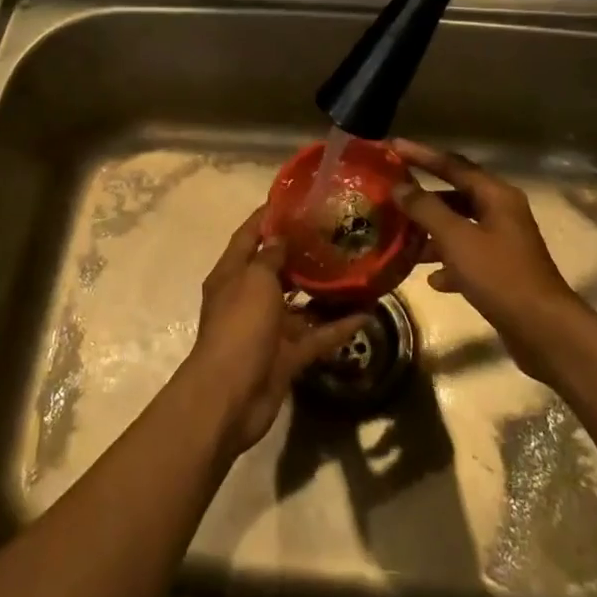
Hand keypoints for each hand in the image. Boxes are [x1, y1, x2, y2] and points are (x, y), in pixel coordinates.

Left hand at [181, 207, 368, 456]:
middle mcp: (247, 298)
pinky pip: (315, 336)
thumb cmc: (239, 327)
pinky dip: (337, 327)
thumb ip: (270, 257)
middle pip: (275, 269)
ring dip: (323, 291)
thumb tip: (280, 237)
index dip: (266, 216)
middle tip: (335, 234)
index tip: (293, 199)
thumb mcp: (254, 280)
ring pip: (299, 305)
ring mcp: (267, 330)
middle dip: (301, 253)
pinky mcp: (285, 357)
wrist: (230, 396)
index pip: (248, 236)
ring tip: (354, 271)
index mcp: (232, 274)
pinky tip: (365, 314)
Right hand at [390, 139, 585, 384]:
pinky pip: (467, 257)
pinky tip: (430, 278)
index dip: (421, 155)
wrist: (543, 330)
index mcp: (496, 196)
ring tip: (401, 238)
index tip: (392, 147)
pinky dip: (448, 263)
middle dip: (423, 197)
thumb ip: (426, 209)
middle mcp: (502, 212)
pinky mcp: (502, 272)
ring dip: (432, 232)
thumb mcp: (457, 239)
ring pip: (460, 227)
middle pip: (456, 195)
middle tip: (391, 195)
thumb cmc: (500, 276)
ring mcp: (503, 243)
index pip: (453, 165)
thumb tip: (400, 187)